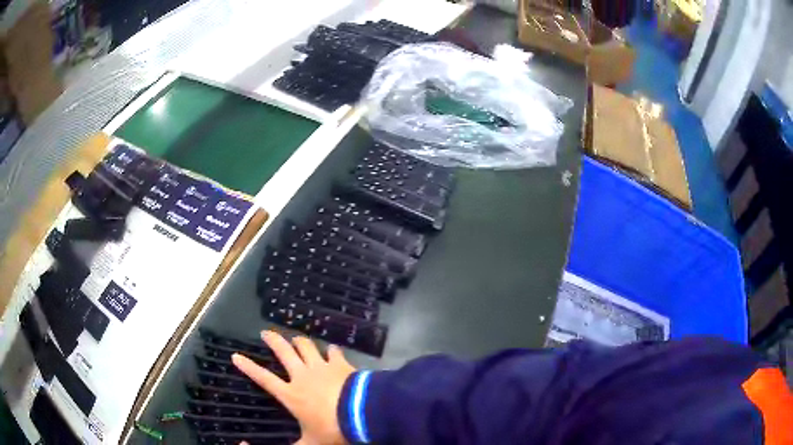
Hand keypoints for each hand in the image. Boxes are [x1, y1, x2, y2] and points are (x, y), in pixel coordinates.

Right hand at [232, 331, 355, 444]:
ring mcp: (322, 367)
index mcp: (291, 394)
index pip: (264, 379)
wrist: (361, 413)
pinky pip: (333, 352)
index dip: (248, 367)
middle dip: (273, 340)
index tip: (236, 356)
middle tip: (265, 332)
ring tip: (295, 338)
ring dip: (299, 341)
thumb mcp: (311, 442)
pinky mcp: (340, 364)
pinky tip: (332, 349)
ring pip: (306, 347)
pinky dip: (331, 350)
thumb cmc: (332, 429)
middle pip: (284, 353)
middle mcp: (303, 376)